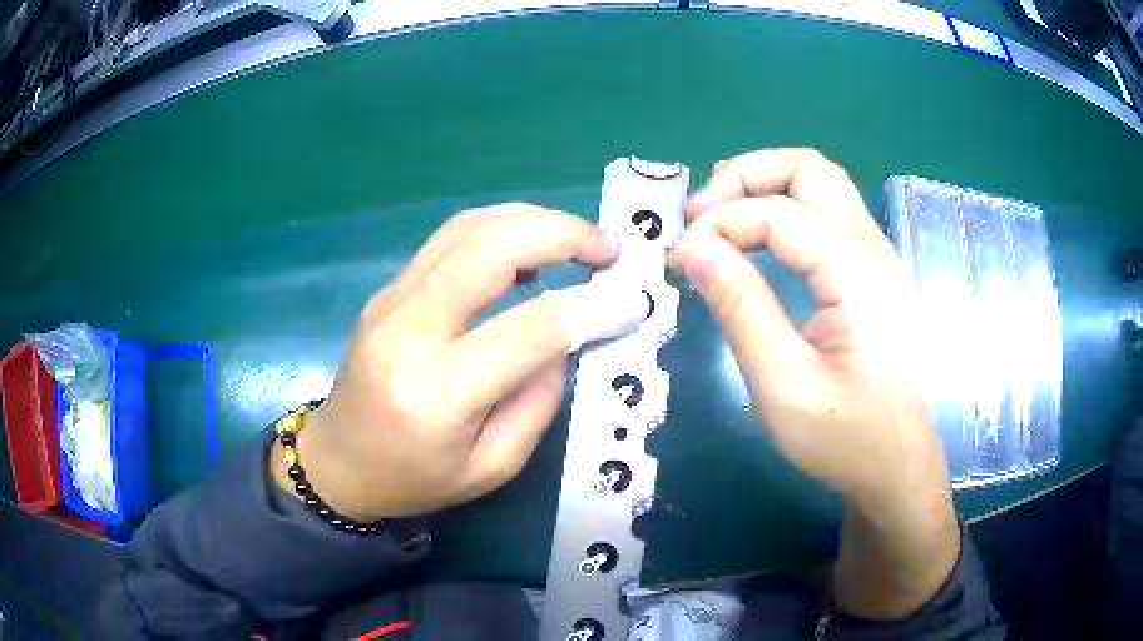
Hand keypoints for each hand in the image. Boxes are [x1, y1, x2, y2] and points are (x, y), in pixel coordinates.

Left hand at [272, 204, 619, 521]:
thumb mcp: (492, 467)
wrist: (337, 462)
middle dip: (562, 233)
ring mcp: (392, 300)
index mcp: (438, 391)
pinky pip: (450, 240)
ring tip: (577, 240)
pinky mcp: (388, 290)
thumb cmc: (414, 479)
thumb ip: (539, 400)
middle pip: (492, 247)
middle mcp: (409, 329)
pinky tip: (529, 247)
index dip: (593, 307)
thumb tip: (568, 335)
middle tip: (608, 248)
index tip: (633, 300)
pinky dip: (500, 229)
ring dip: (533, 220)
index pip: (531, 327)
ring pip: (469, 228)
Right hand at [672, 149, 957, 617]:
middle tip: (700, 217)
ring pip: (818, 182)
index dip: (719, 224)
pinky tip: (755, 239)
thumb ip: (740, 309)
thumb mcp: (783, 386)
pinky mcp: (869, 271)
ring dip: (763, 186)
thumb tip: (692, 247)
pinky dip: (781, 208)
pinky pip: (824, 211)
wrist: (896, 467)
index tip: (679, 261)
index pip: (777, 212)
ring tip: (720, 221)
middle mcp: (871, 247)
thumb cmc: (845, 439)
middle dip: (744, 177)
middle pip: (806, 168)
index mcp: (856, 273)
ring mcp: (875, 255)